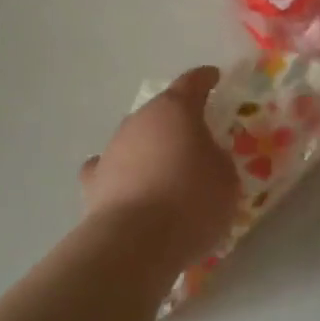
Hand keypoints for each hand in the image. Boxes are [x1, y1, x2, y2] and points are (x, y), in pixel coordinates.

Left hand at [81, 66, 237, 270]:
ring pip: (135, 138)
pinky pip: (111, 168)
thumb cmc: (191, 202)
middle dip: (177, 121)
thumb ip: (217, 158)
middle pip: (161, 111)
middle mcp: (139, 120)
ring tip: (165, 172)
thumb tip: (204, 156)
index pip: (192, 82)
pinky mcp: (93, 181)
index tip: (213, 77)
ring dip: (150, 149)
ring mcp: (112, 148)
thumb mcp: (226, 178)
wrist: (135, 243)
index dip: (205, 79)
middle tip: (195, 139)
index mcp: (176, 110)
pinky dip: (121, 173)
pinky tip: (129, 187)